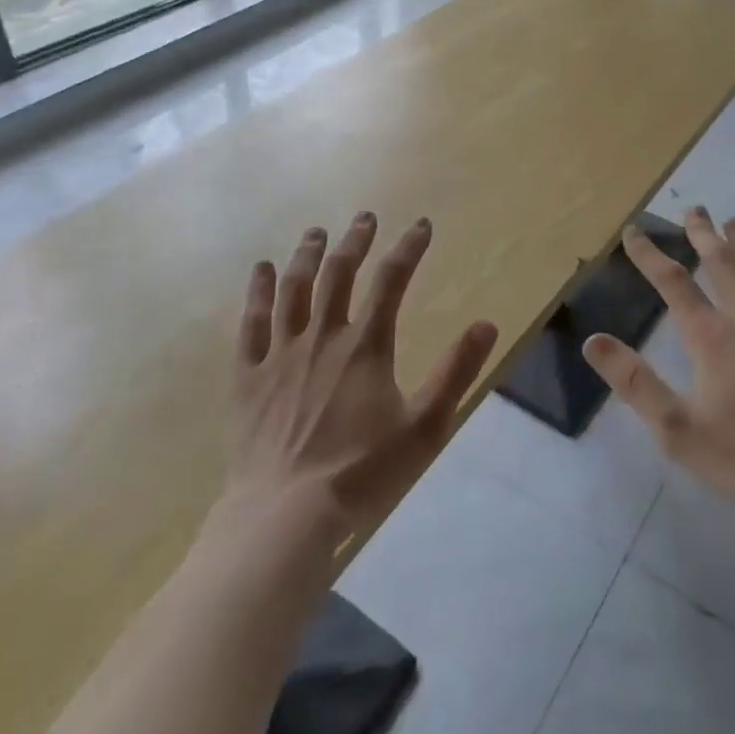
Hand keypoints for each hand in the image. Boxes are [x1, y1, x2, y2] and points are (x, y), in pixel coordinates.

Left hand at [226, 214, 497, 533]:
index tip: (421, 225)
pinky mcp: (248, 376)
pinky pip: (251, 324)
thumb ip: (455, 371)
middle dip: (355, 241)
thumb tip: (487, 324)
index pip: (392, 280)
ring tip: (316, 233)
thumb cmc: (361, 472)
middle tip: (365, 218)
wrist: (286, 516)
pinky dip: (257, 293)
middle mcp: (322, 336)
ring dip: (307, 255)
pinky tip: (261, 271)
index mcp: (366, 345)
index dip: (408, 248)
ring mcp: (280, 354)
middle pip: (339, 273)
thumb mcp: (425, 426)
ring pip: (294, 289)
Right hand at [584, 208, 734, 513]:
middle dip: (703, 234)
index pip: (673, 283)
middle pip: (722, 263)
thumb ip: (635, 383)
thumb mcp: (678, 429)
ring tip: (734, 221)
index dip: (649, 255)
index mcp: (712, 336)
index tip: (633, 231)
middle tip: (694, 209)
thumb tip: (593, 341)